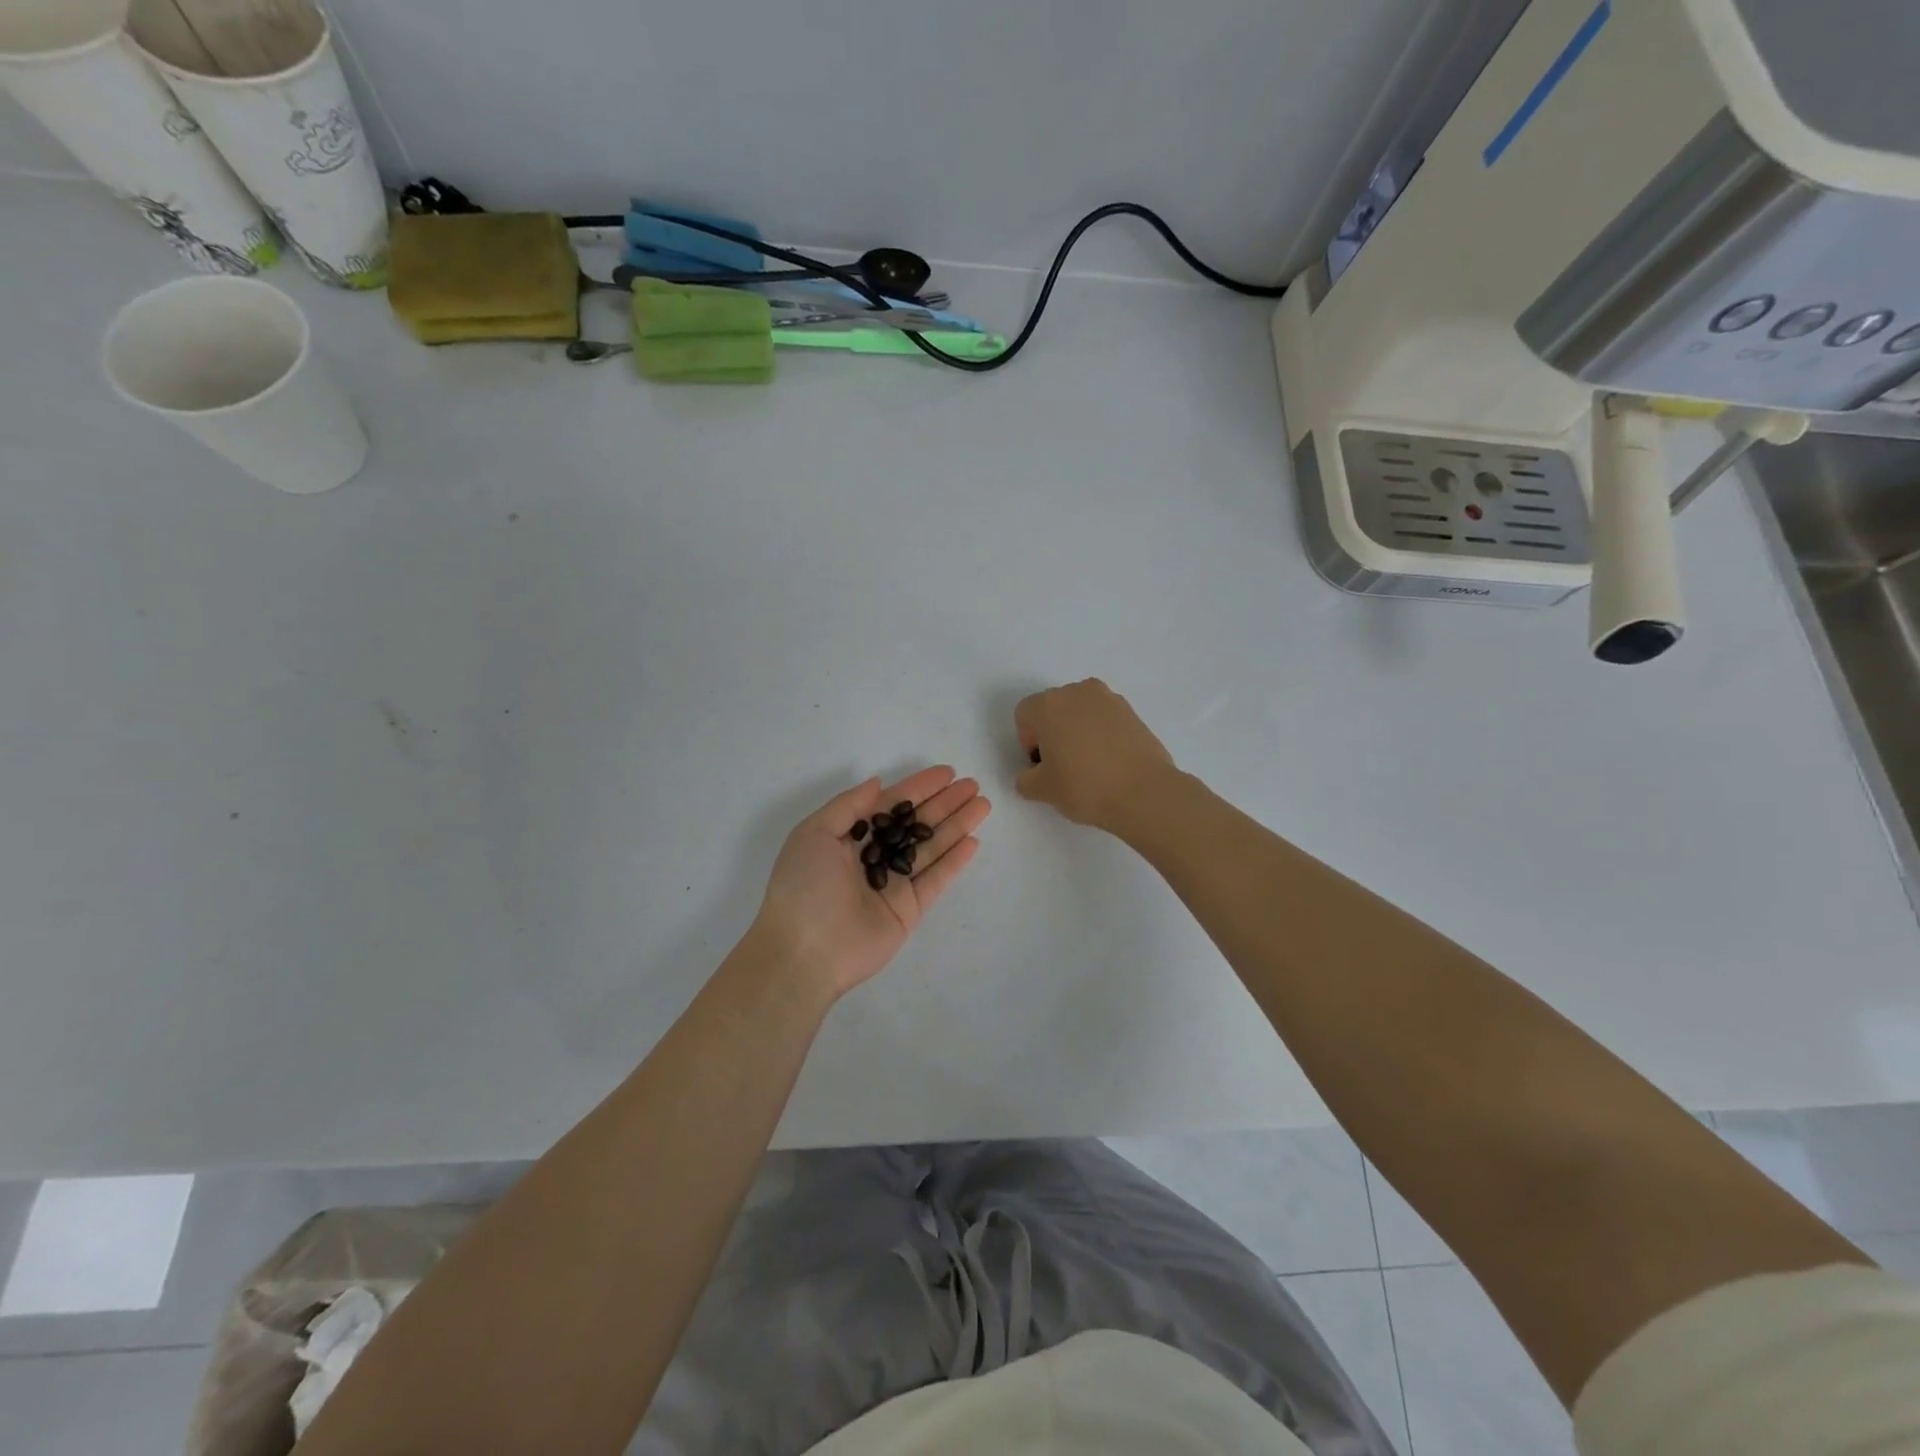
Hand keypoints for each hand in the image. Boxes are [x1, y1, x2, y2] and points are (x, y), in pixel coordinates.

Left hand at [753, 767, 990, 1000]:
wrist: (803, 951)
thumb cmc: (803, 885)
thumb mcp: (814, 833)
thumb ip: (849, 806)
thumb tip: (878, 783)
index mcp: (849, 837)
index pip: (891, 805)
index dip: (918, 788)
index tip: (947, 773)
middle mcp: (873, 857)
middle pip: (916, 824)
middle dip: (944, 804)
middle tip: (973, 786)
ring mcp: (893, 884)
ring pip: (931, 848)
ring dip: (957, 826)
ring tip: (983, 805)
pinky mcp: (908, 910)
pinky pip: (935, 880)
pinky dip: (954, 862)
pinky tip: (973, 841)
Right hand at [1015, 679, 1176, 832]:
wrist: (1144, 792)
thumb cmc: (1084, 786)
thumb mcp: (1042, 790)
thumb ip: (1026, 779)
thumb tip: (1032, 775)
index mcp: (1050, 704)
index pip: (1025, 713)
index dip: (1027, 740)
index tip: (1041, 764)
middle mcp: (1079, 692)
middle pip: (1054, 707)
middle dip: (1052, 731)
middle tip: (1061, 764)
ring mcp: (1110, 699)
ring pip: (1081, 711)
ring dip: (1077, 730)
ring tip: (1087, 764)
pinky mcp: (1133, 712)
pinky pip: (1106, 719)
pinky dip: (1101, 734)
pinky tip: (1109, 762)